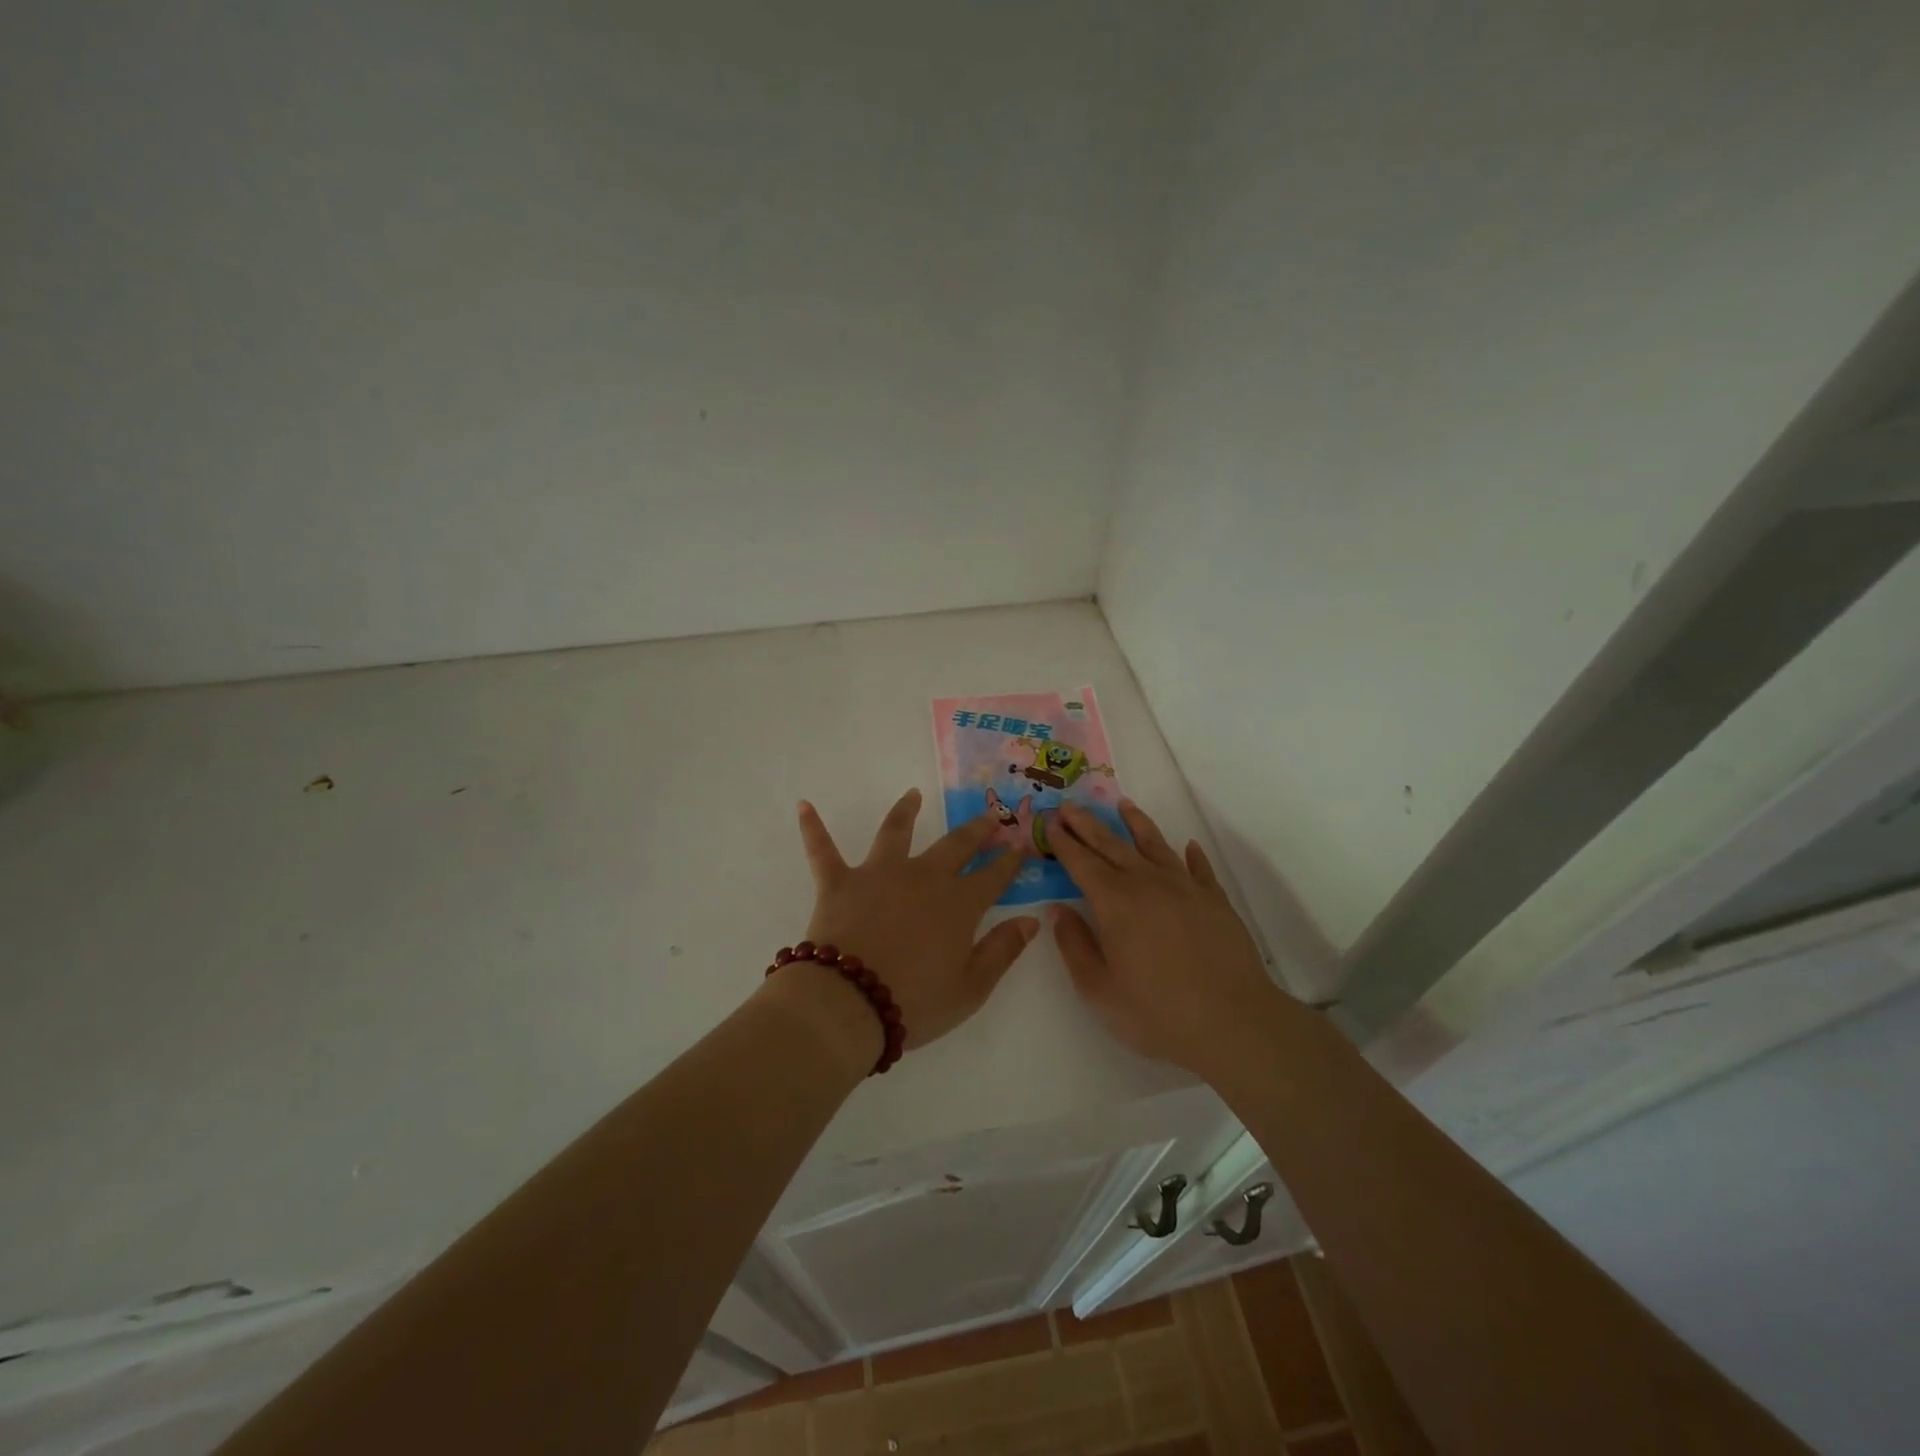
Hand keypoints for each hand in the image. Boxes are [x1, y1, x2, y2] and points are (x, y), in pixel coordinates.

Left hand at [791, 789, 1039, 1056]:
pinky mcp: (839, 882)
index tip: (1021, 845)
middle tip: (989, 817)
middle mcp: (922, 877)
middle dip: (975, 830)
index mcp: (958, 904)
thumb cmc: (915, 1001)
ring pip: (895, 832)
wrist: (847, 1002)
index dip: (1010, 861)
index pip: (993, 876)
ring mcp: (879, 874)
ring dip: (905, 811)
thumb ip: (1003, 951)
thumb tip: (1032, 920)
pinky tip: (803, 805)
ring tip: (912, 794)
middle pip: (955, 845)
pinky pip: (822, 850)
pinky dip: (813, 827)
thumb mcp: (972, 988)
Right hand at [1048, 799, 1278, 1077]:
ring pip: (1155, 845)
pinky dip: (1191, 855)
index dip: (1064, 842)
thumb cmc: (1156, 1011)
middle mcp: (1147, 883)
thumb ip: (1074, 945)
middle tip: (1070, 805)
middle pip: (1112, 845)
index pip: (1082, 863)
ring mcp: (1185, 887)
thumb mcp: (1099, 989)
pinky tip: (1187, 847)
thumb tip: (1058, 910)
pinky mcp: (1215, 900)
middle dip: (1088, 824)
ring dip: (1136, 823)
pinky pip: (1199, 868)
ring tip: (1123, 805)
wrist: (1232, 1022)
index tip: (1051, 823)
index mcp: (1114, 902)